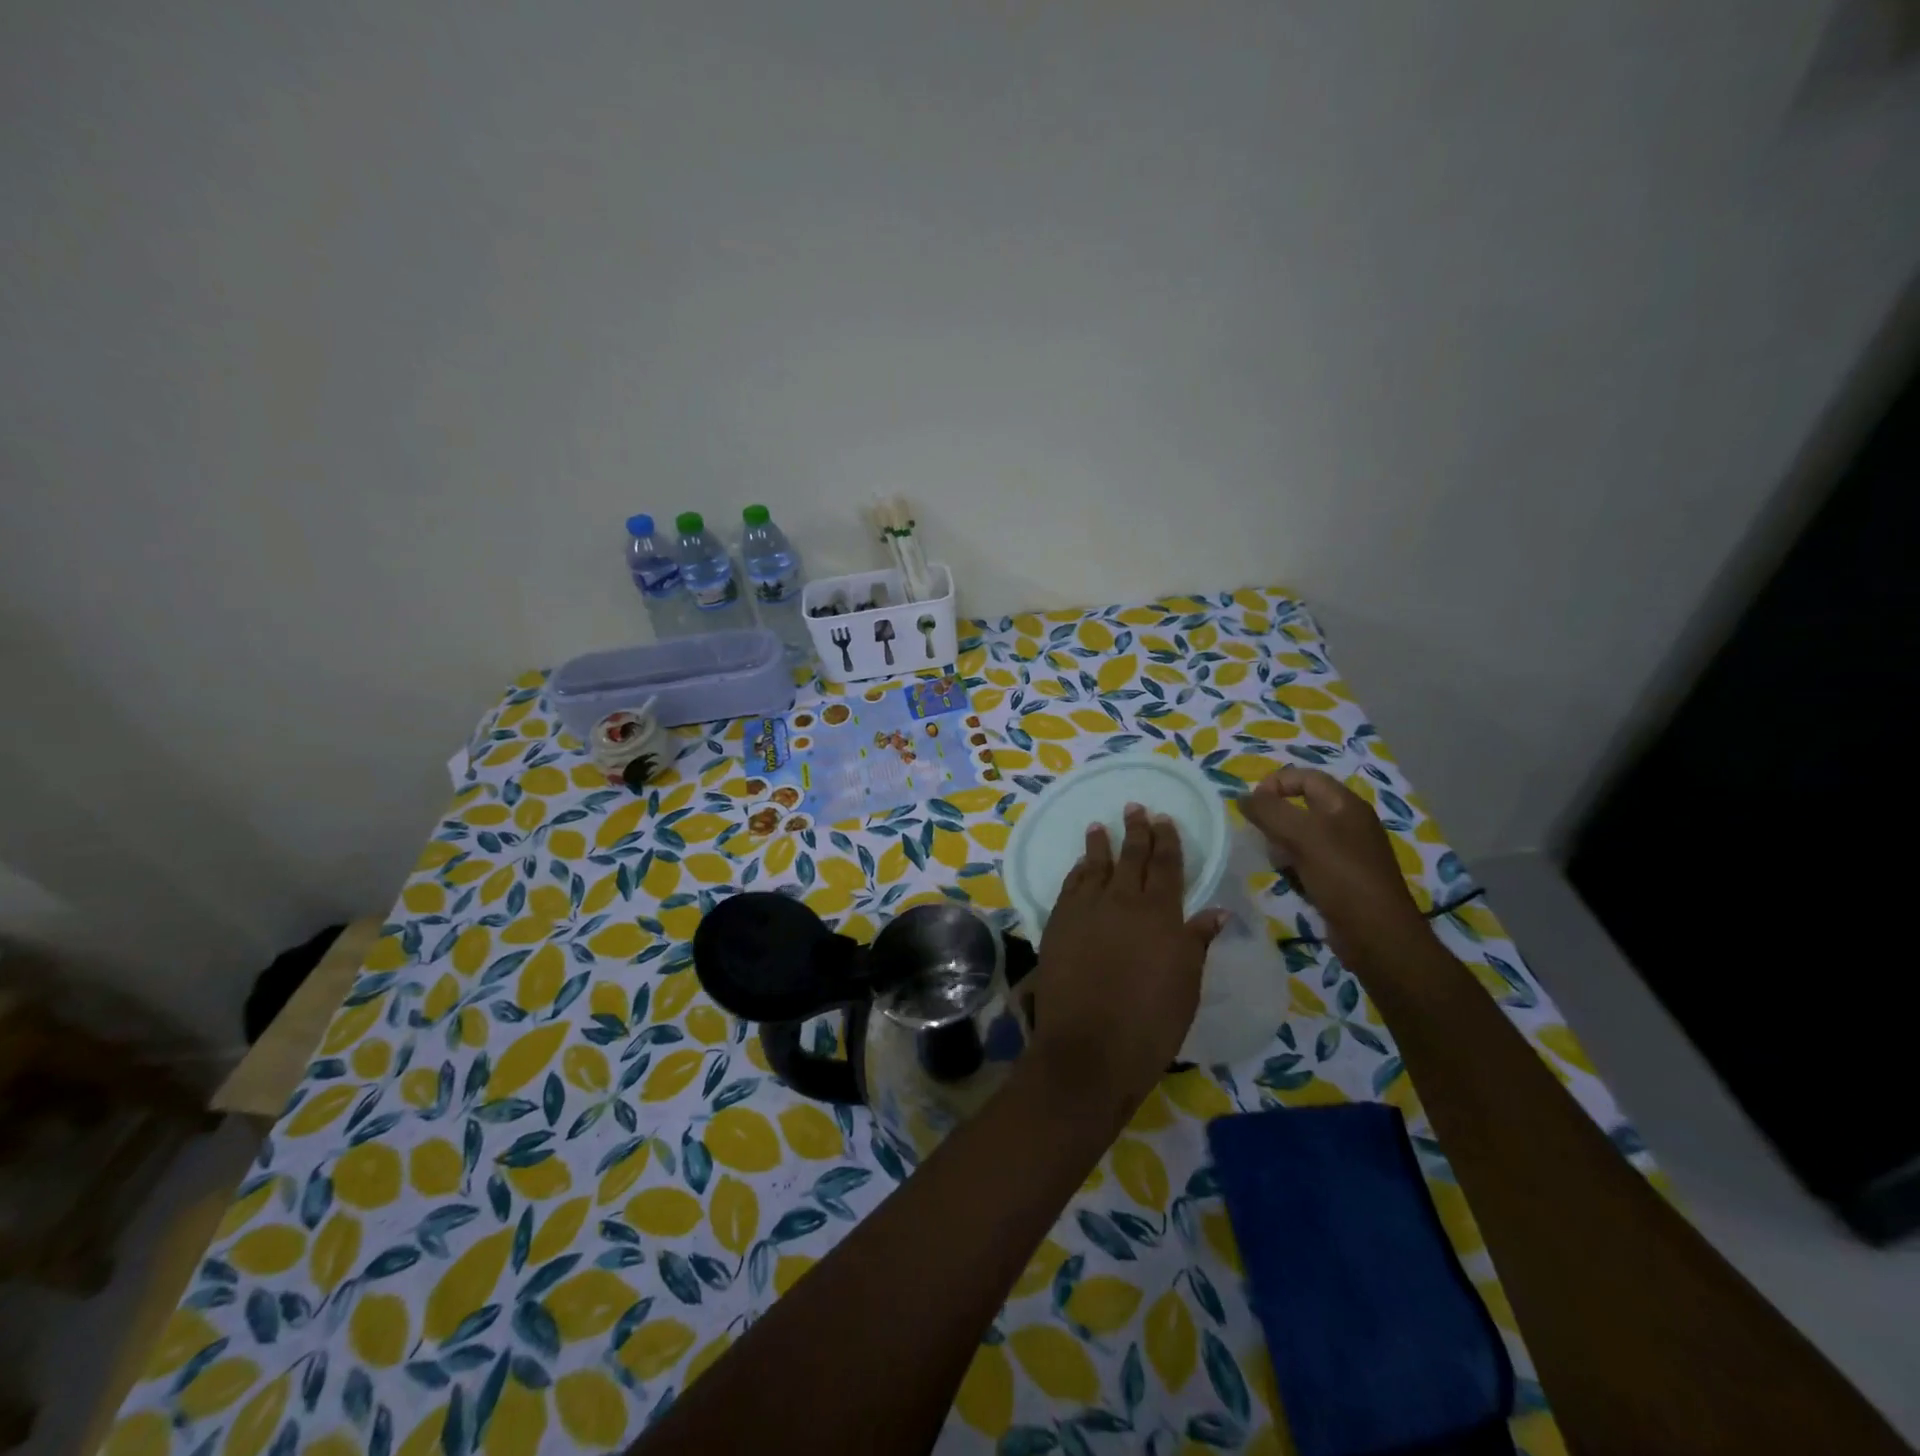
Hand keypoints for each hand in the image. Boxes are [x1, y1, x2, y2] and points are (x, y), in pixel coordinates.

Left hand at [1030, 804, 1224, 1121]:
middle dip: (1136, 831)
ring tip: (1100, 826)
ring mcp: (1086, 910)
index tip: (1163, 819)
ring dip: (1100, 844)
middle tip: (1135, 808)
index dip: (1167, 841)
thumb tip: (1215, 911)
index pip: (1167, 867)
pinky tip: (1080, 866)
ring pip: (1095, 866)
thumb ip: (1196, 942)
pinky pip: (1070, 886)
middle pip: (1131, 857)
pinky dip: (1077, 872)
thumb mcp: (1186, 985)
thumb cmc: (1151, 1023)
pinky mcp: (1058, 923)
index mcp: (1160, 915)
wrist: (1090, 1047)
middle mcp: (1123, 901)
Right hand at [1239, 766, 1430, 971]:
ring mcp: (1347, 851)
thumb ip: (1268, 811)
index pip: (1304, 777)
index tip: (1252, 807)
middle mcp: (1349, 822)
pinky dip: (1294, 867)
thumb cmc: (1342, 876)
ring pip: (1301, 836)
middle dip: (1276, 819)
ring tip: (1279, 863)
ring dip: (1282, 845)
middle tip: (1264, 838)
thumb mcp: (1301, 836)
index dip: (1275, 784)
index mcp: (1345, 804)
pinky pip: (1309, 861)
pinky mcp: (1342, 877)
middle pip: (1301, 806)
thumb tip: (1242, 797)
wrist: (1377, 935)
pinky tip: (1291, 881)